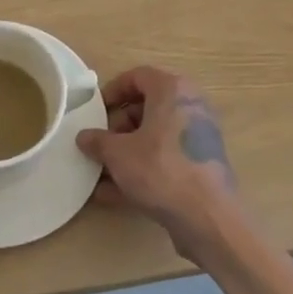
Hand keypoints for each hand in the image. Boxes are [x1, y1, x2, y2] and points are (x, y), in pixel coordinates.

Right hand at [76, 67, 238, 260]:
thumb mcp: (118, 154)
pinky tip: (114, 195)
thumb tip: (84, 137)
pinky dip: (143, 170)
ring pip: (155, 136)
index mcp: (172, 90)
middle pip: (147, 106)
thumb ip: (98, 141)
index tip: (96, 111)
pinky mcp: (201, 165)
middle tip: (101, 144)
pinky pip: (165, 159)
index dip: (112, 91)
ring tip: (101, 173)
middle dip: (119, 126)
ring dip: (127, 151)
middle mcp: (190, 106)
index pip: (138, 76)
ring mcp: (199, 137)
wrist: (208, 217)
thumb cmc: (160, 169)